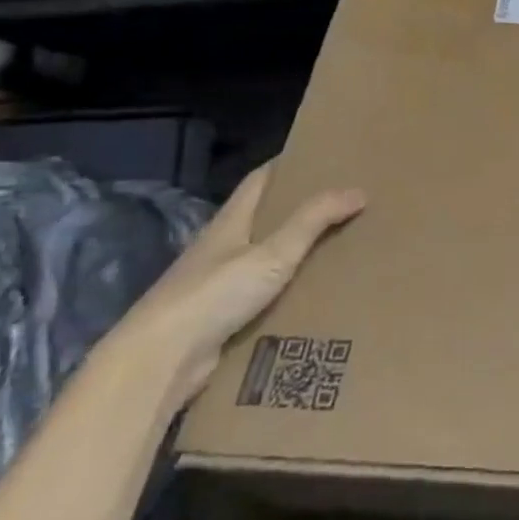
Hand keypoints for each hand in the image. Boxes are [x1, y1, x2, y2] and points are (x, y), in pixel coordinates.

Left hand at [120, 164, 365, 404]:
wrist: (160, 362)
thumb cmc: (213, 295)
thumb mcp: (272, 254)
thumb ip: (314, 221)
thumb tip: (358, 190)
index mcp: (230, 222)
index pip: (260, 179)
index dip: (288, 164)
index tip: (323, 157)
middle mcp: (222, 247)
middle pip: (265, 217)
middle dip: (301, 208)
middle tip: (344, 202)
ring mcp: (218, 283)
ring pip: (266, 256)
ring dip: (297, 250)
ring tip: (341, 245)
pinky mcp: (222, 317)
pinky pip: (264, 293)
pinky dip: (288, 288)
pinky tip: (314, 293)